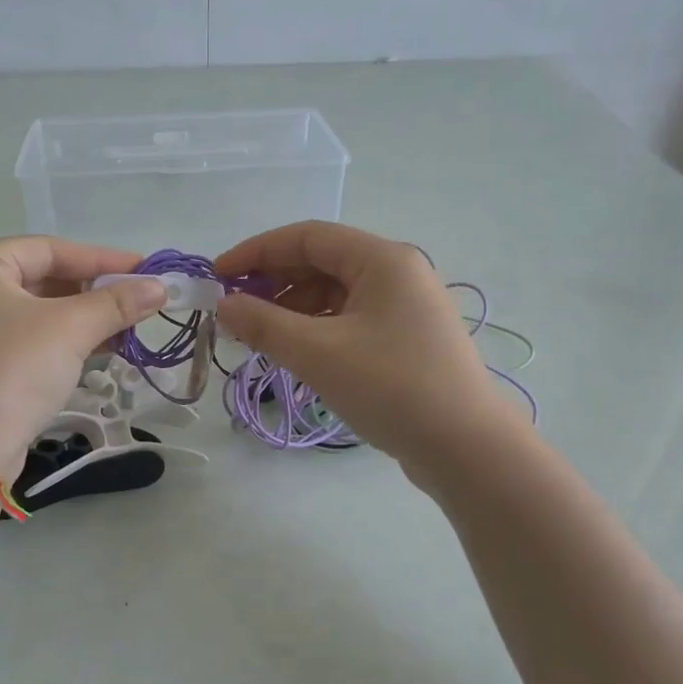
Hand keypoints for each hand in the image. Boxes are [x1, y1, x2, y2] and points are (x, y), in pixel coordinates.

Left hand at [0, 237, 166, 478]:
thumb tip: (161, 287)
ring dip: (81, 319)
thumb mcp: (70, 330)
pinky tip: (98, 350)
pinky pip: (24, 340)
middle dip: (91, 292)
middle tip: (135, 300)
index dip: (99, 258)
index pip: (46, 250)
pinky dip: (60, 341)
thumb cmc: (13, 372)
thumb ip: (117, 303)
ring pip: (34, 313)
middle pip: (39, 279)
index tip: (142, 268)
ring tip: (125, 327)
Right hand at [215, 222, 510, 472]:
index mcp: (381, 259)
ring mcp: (406, 307)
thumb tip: (224, 305)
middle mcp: (398, 272)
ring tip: (262, 339)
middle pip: (322, 263)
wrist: (465, 447)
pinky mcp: (407, 339)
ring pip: (336, 294)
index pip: (306, 237)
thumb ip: (263, 324)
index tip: (217, 277)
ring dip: (293, 309)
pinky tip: (298, 353)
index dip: (256, 252)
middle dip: (274, 283)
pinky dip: (318, 329)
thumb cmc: (390, 387)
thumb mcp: (317, 352)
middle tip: (236, 313)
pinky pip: (351, 319)